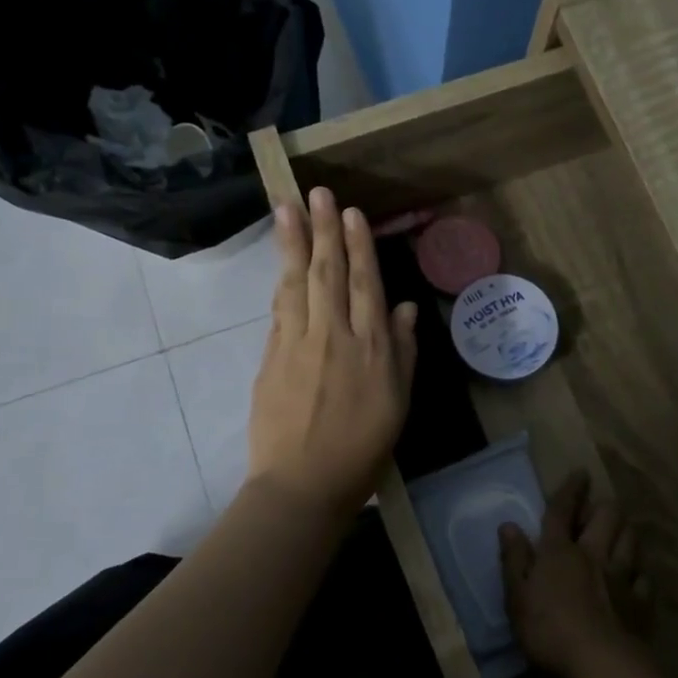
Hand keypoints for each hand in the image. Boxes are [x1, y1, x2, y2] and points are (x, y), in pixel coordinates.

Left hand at [247, 187, 418, 519]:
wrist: (302, 486)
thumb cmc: (362, 452)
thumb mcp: (398, 406)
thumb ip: (403, 354)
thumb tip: (406, 308)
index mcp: (372, 350)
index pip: (366, 285)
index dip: (358, 246)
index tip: (350, 213)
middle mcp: (335, 338)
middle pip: (329, 274)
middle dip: (323, 230)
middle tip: (315, 192)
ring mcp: (298, 345)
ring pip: (297, 284)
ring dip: (293, 244)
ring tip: (286, 209)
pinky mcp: (271, 358)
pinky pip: (279, 311)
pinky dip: (282, 283)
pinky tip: (282, 263)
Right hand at [500, 471, 635, 677]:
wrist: (600, 664)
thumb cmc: (549, 629)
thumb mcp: (517, 596)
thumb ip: (514, 559)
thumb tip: (509, 525)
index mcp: (559, 551)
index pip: (563, 511)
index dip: (571, 490)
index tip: (581, 472)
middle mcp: (594, 555)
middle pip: (606, 518)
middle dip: (604, 507)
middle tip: (599, 508)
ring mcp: (622, 578)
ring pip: (630, 540)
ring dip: (625, 531)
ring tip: (620, 533)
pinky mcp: (641, 603)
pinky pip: (645, 578)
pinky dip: (640, 573)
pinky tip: (637, 577)